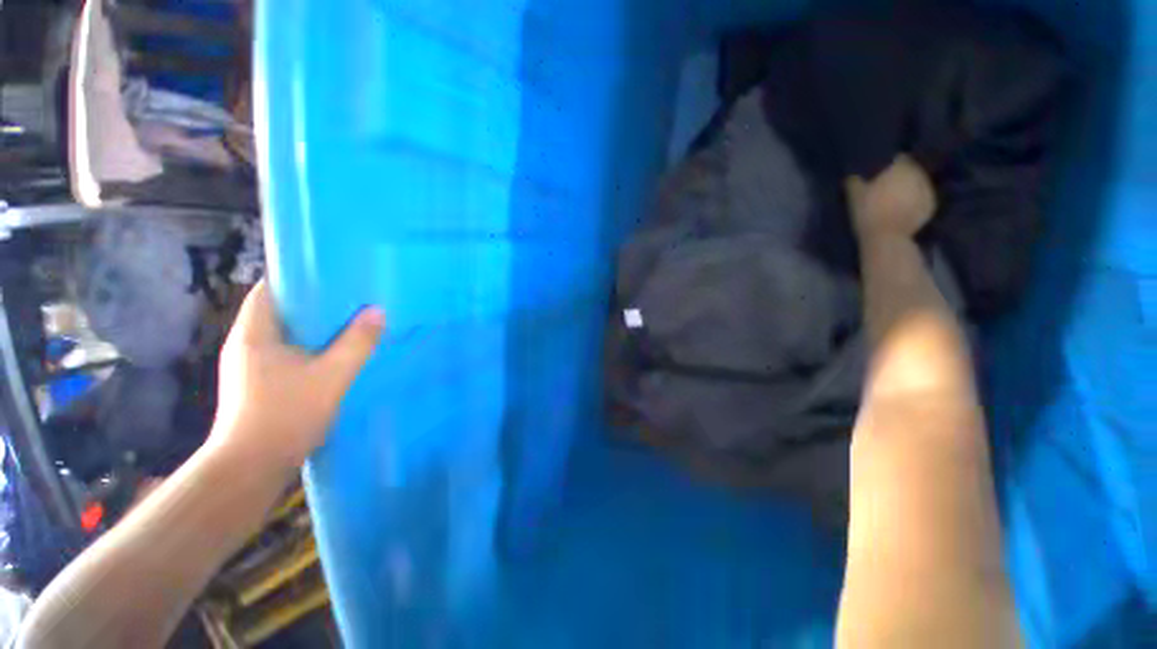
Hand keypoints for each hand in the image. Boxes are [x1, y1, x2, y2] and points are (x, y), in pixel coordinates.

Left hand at [210, 281, 384, 471]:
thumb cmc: (286, 414)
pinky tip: (337, 353)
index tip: (333, 273)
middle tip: (352, 297)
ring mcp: (251, 365)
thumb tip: (378, 311)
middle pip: (281, 310)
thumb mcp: (331, 375)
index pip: (270, 289)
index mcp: (254, 333)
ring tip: (351, 321)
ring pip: (287, 333)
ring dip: (315, 326)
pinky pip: (289, 352)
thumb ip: (357, 342)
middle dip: (314, 301)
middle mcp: (247, 344)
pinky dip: (312, 346)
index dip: (298, 276)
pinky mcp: (261, 383)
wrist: (252, 467)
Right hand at [846, 154, 937, 240]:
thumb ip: (854, 180)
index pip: (899, 157)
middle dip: (902, 174)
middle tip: (889, 184)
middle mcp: (918, 174)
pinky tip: (906, 207)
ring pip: (919, 182)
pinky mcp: (931, 205)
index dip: (890, 163)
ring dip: (910, 186)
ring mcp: (928, 190)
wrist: (887, 238)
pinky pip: (923, 197)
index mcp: (900, 168)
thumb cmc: (868, 212)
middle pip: (911, 169)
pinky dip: (916, 199)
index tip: (882, 170)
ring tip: (898, 196)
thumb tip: (853, 173)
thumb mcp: (854, 195)